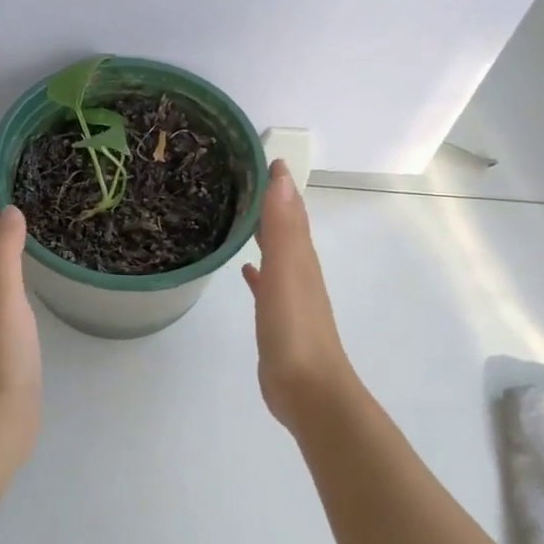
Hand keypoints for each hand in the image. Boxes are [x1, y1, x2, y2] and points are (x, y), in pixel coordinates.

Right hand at [242, 161, 359, 432]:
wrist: (307, 389)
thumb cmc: (294, 328)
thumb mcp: (288, 271)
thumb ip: (283, 227)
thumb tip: (282, 176)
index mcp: (301, 257)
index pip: (289, 208)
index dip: (276, 182)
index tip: (254, 154)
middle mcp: (298, 271)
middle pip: (283, 227)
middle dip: (267, 202)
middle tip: (238, 178)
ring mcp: (288, 296)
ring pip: (275, 252)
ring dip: (261, 232)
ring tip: (236, 214)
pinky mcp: (276, 319)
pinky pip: (266, 284)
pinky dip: (257, 271)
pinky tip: (245, 268)